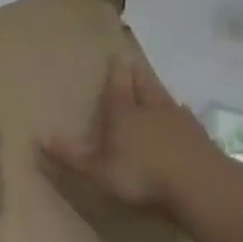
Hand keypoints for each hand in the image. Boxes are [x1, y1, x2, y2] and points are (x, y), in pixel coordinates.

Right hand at [40, 55, 223, 218]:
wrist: (201, 185)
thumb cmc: (143, 176)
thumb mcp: (99, 172)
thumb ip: (72, 157)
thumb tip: (41, 139)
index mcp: (124, 112)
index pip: (118, 84)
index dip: (115, 70)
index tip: (115, 56)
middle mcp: (151, 108)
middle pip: (143, 83)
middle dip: (136, 73)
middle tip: (132, 62)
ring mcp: (179, 120)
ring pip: (165, 96)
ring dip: (157, 90)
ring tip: (153, 86)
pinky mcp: (200, 136)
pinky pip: (185, 116)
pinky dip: (179, 113)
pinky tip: (180, 116)